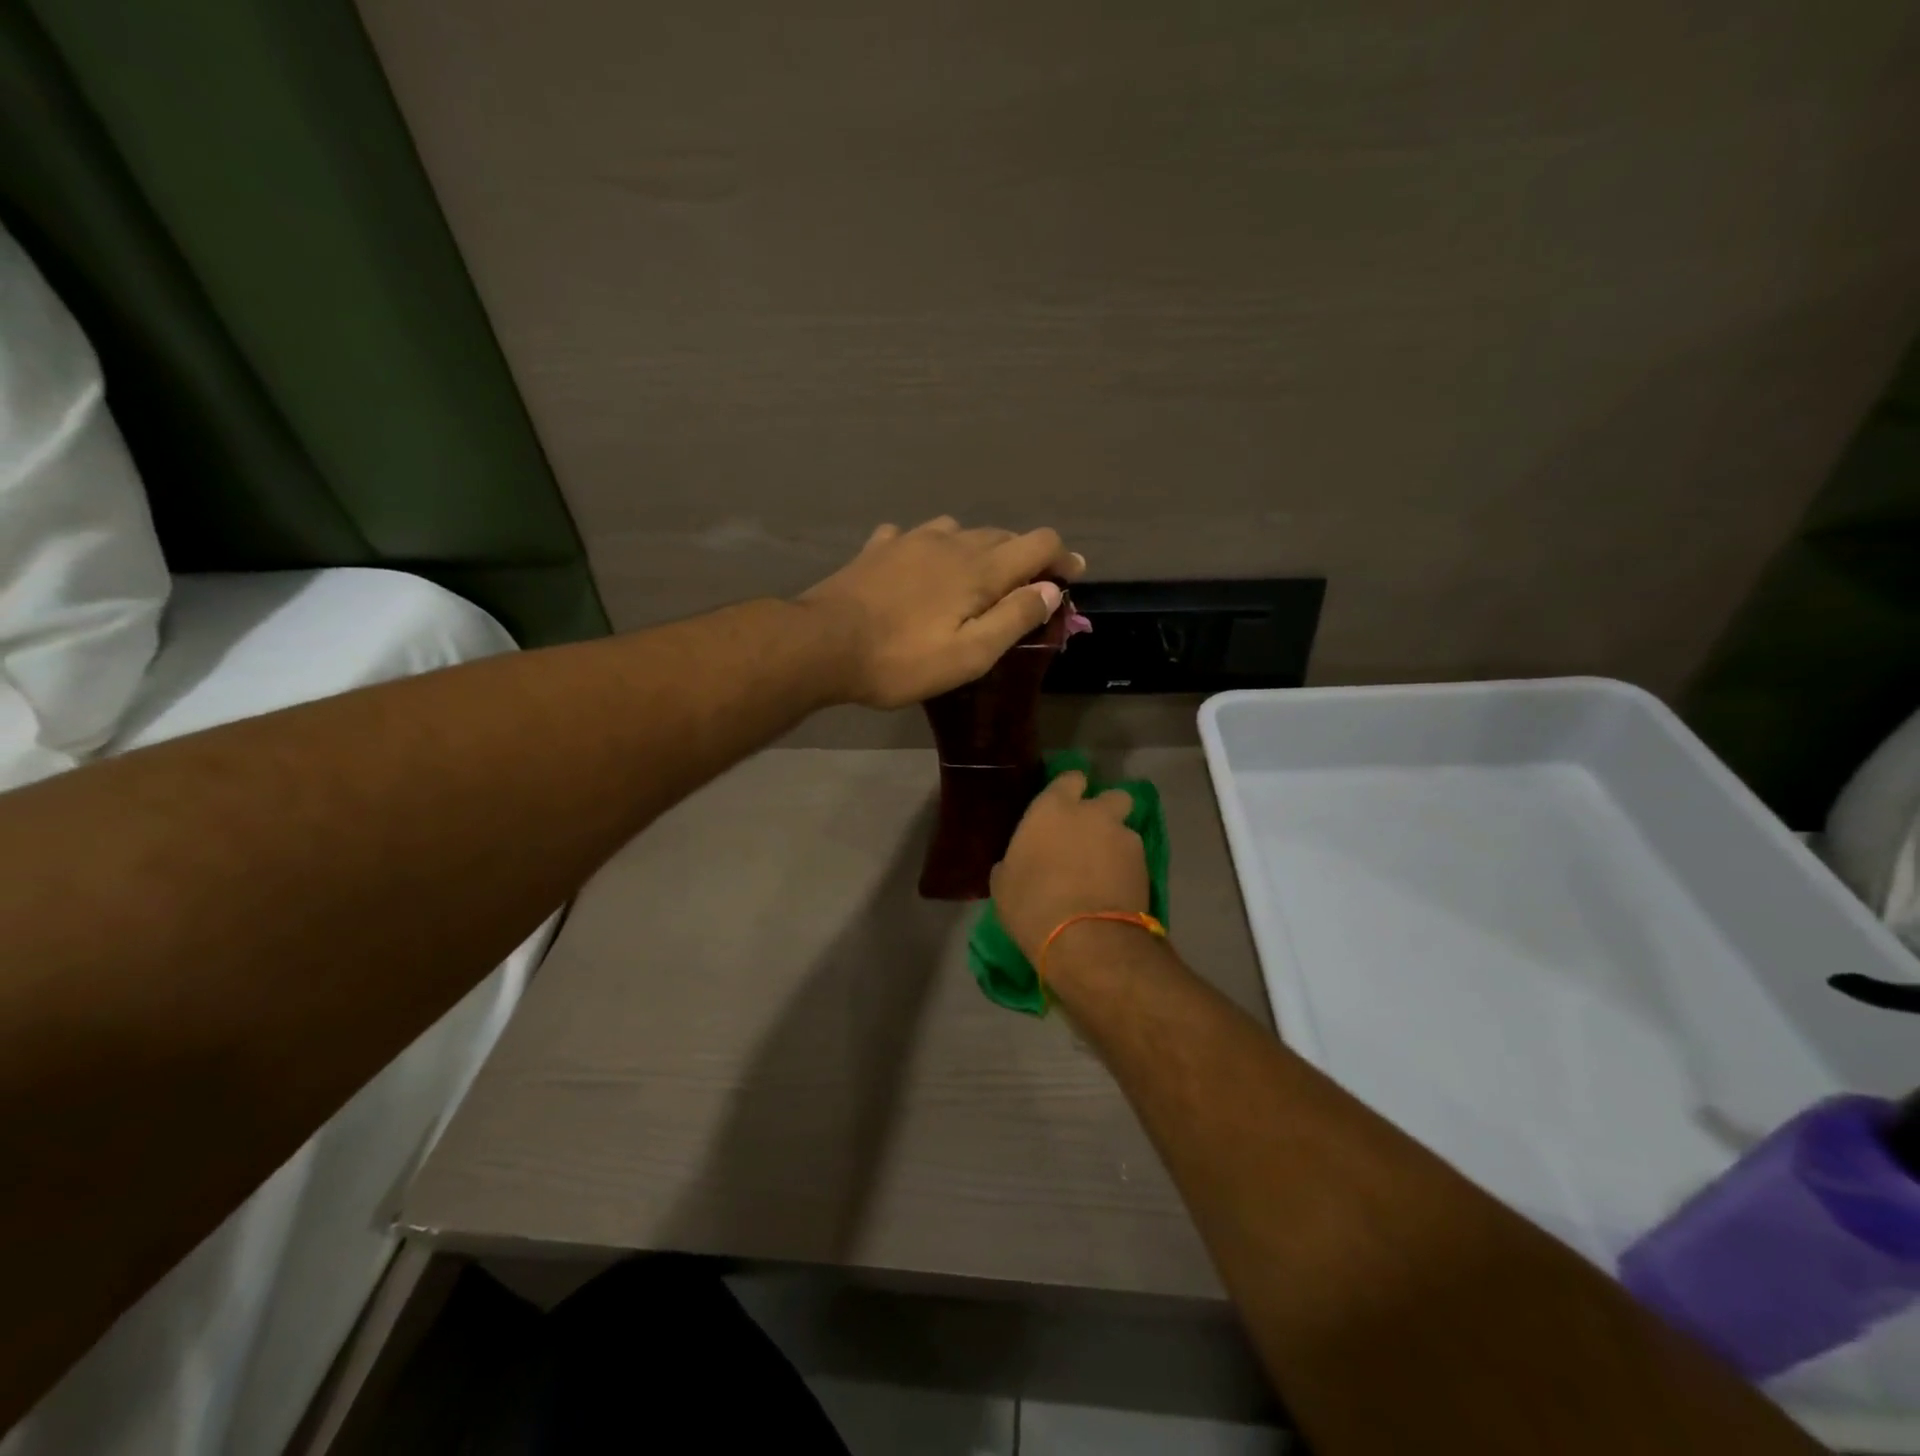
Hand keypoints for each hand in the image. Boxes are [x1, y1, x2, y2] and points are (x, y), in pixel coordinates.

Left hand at [800, 517, 1083, 708]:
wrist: (822, 644)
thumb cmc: (901, 659)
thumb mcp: (969, 654)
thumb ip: (1014, 618)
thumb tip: (1051, 589)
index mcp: (979, 568)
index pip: (1038, 543)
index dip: (1061, 558)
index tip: (1071, 577)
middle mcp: (950, 541)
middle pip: (1003, 535)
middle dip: (1024, 559)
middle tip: (1026, 593)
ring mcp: (910, 539)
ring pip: (960, 531)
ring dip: (978, 551)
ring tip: (973, 581)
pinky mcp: (878, 548)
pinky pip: (915, 536)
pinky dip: (931, 549)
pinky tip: (919, 567)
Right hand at [990, 770, 1148, 962]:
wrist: (1085, 939)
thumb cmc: (1031, 904)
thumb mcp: (1004, 882)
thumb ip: (1016, 860)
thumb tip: (1021, 862)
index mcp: (1053, 808)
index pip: (1070, 778)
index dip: (1070, 791)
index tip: (1064, 808)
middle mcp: (1093, 813)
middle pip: (1112, 796)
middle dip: (1106, 811)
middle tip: (1092, 836)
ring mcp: (1123, 838)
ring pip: (1126, 830)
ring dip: (1117, 844)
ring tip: (1106, 873)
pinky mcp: (1146, 866)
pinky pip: (1135, 860)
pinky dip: (1128, 871)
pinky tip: (1116, 891)